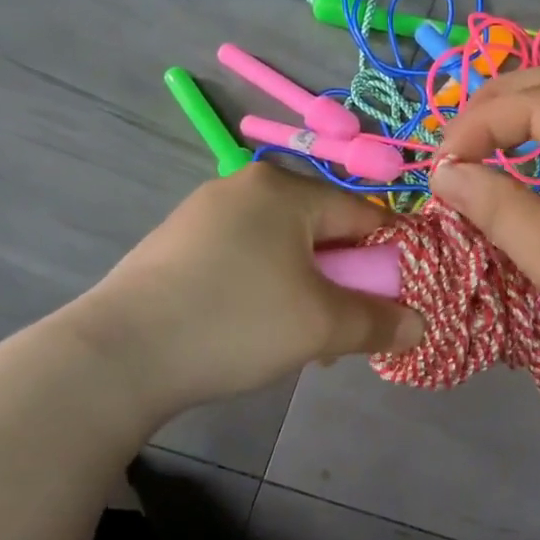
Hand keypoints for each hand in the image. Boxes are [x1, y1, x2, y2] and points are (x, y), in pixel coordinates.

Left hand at [68, 164, 424, 415]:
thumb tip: (419, 324)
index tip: (393, 304)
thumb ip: (380, 322)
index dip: (388, 261)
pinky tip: (252, 329)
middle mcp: (245, 185)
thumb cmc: (236, 322)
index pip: (364, 215)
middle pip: (322, 231)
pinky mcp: (177, 243)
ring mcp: (205, 212)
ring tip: (297, 340)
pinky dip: (264, 288)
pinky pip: (245, 257)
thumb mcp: (322, 326)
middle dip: (342, 282)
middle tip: (341, 331)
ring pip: (283, 248)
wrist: (119, 354)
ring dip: (305, 290)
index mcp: (285, 188)